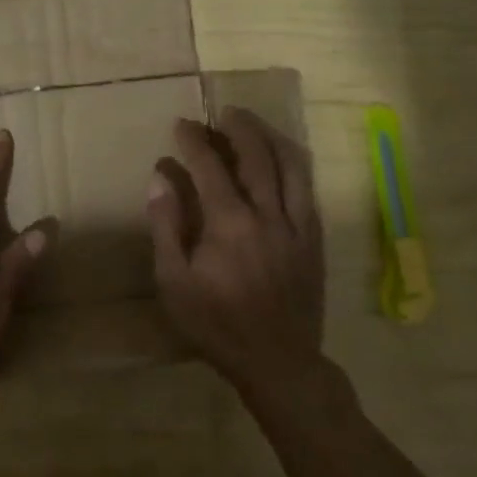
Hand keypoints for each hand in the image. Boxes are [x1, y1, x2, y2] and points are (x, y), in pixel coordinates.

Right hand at [147, 108, 324, 398]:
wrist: (279, 364)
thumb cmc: (217, 325)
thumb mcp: (174, 282)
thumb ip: (166, 225)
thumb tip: (161, 176)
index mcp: (229, 224)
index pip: (210, 167)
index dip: (195, 140)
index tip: (183, 124)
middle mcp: (267, 215)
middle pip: (257, 156)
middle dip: (239, 127)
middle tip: (224, 112)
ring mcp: (297, 226)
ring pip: (291, 166)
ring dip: (271, 138)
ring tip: (255, 124)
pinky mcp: (314, 239)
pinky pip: (308, 190)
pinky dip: (295, 165)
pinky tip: (284, 160)